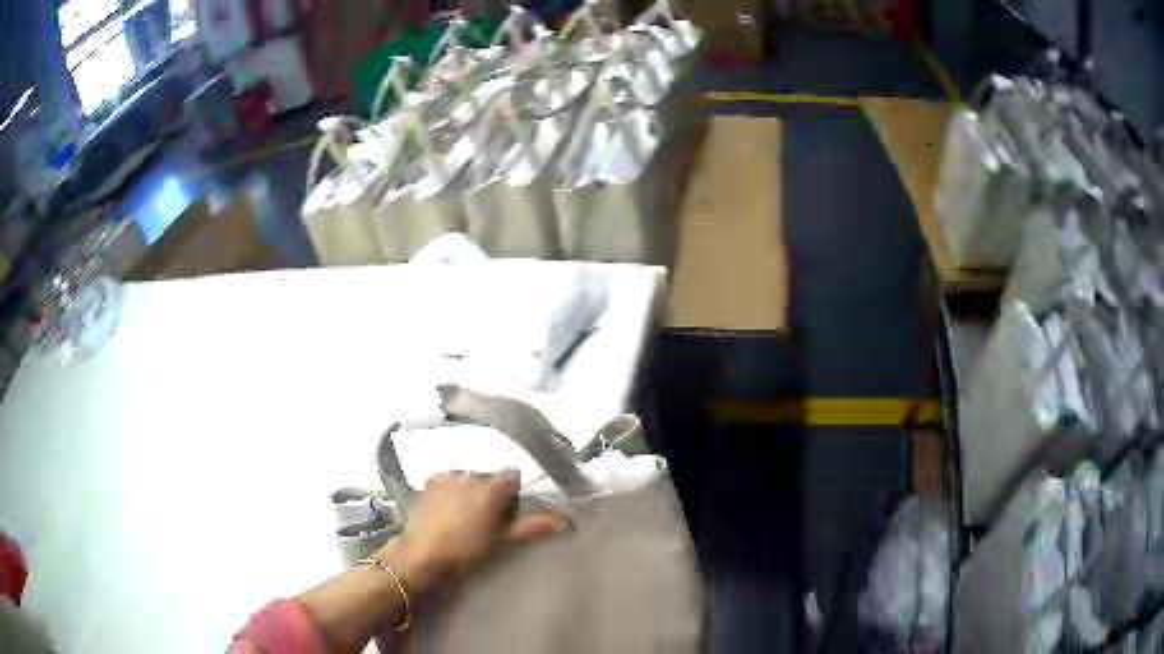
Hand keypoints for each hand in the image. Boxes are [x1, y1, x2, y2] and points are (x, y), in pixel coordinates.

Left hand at [385, 470, 566, 586]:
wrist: (421, 555)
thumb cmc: (465, 550)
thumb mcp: (501, 540)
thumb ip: (532, 526)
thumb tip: (564, 521)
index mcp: (490, 486)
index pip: (512, 476)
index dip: (513, 494)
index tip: (508, 514)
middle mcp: (469, 473)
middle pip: (489, 477)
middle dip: (491, 494)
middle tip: (486, 520)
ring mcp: (446, 476)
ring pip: (468, 478)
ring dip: (471, 491)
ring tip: (464, 517)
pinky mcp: (429, 481)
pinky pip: (448, 480)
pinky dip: (452, 490)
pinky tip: (446, 511)